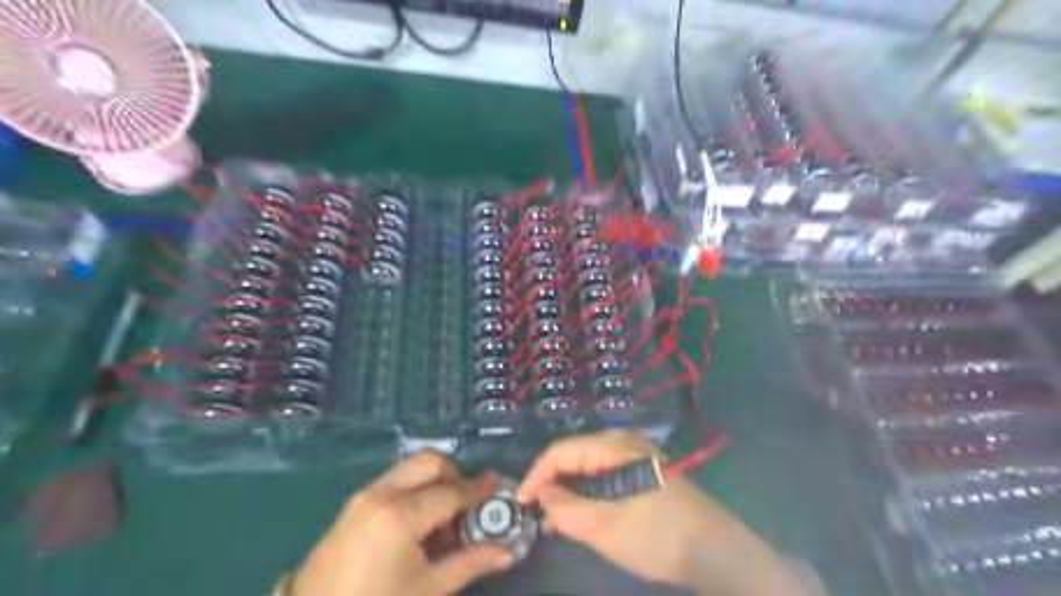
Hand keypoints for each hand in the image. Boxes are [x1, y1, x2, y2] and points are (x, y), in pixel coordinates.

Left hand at [290, 453, 516, 595]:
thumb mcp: (428, 589)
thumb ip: (471, 563)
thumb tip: (508, 552)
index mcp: (401, 514)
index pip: (451, 492)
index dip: (478, 489)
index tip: (497, 484)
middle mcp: (382, 494)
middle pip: (429, 461)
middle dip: (454, 474)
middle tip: (466, 504)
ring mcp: (364, 496)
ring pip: (410, 468)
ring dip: (433, 481)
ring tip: (442, 520)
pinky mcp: (353, 505)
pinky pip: (394, 481)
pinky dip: (414, 489)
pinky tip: (417, 525)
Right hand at [518, 431, 809, 594]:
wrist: (716, 550)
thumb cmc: (658, 535)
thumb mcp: (606, 527)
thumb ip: (566, 510)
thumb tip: (542, 496)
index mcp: (613, 446)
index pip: (561, 451)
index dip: (536, 475)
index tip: (520, 502)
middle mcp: (623, 442)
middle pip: (574, 455)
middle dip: (551, 483)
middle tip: (535, 513)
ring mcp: (635, 455)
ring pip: (588, 466)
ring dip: (568, 490)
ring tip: (553, 519)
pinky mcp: (642, 471)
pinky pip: (604, 475)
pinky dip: (587, 492)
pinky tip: (580, 514)